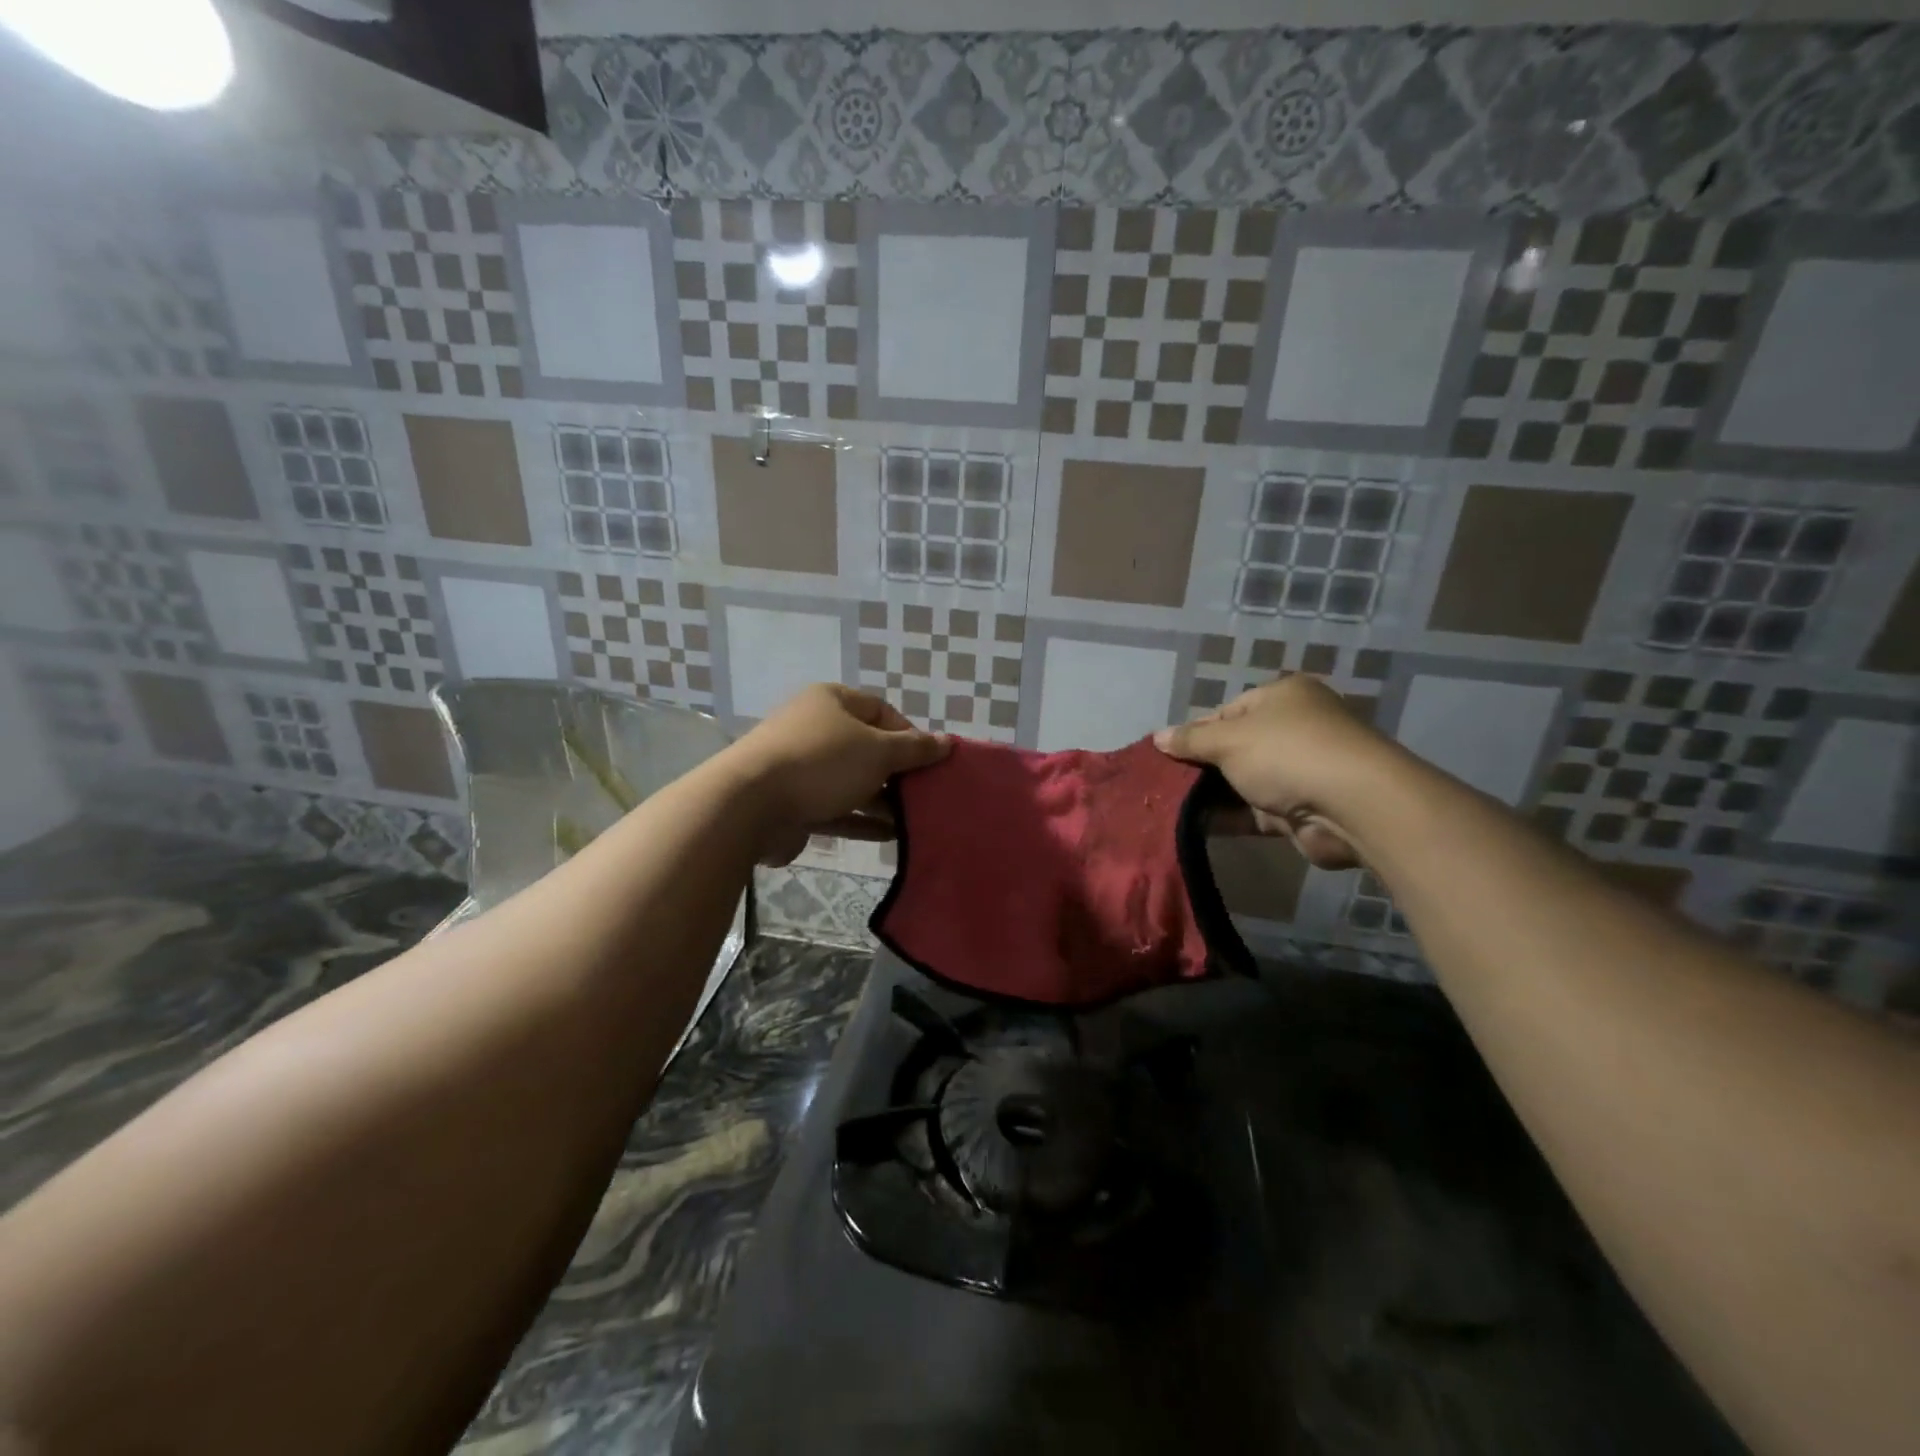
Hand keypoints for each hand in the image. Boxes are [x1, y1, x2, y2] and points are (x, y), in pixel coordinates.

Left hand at [725, 684, 948, 864]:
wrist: (750, 805)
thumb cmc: (822, 763)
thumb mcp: (878, 751)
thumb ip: (915, 749)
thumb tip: (947, 742)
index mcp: (831, 702)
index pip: (881, 710)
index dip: (910, 734)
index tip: (931, 761)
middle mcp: (815, 729)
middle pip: (867, 747)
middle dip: (897, 771)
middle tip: (925, 793)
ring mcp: (801, 767)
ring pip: (852, 781)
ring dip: (882, 800)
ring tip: (915, 819)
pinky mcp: (793, 803)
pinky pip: (836, 809)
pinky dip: (861, 820)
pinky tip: (891, 835)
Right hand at [1154, 675, 1387, 869]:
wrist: (1352, 806)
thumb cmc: (1286, 753)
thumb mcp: (1229, 739)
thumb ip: (1191, 739)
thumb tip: (1157, 737)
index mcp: (1283, 698)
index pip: (1227, 711)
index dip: (1195, 731)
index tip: (1166, 754)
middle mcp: (1294, 729)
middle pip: (1235, 747)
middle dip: (1200, 766)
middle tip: (1163, 782)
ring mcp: (1299, 770)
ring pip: (1242, 781)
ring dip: (1210, 794)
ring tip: (1169, 806)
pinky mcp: (1300, 809)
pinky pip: (1254, 811)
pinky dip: (1228, 817)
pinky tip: (1193, 825)